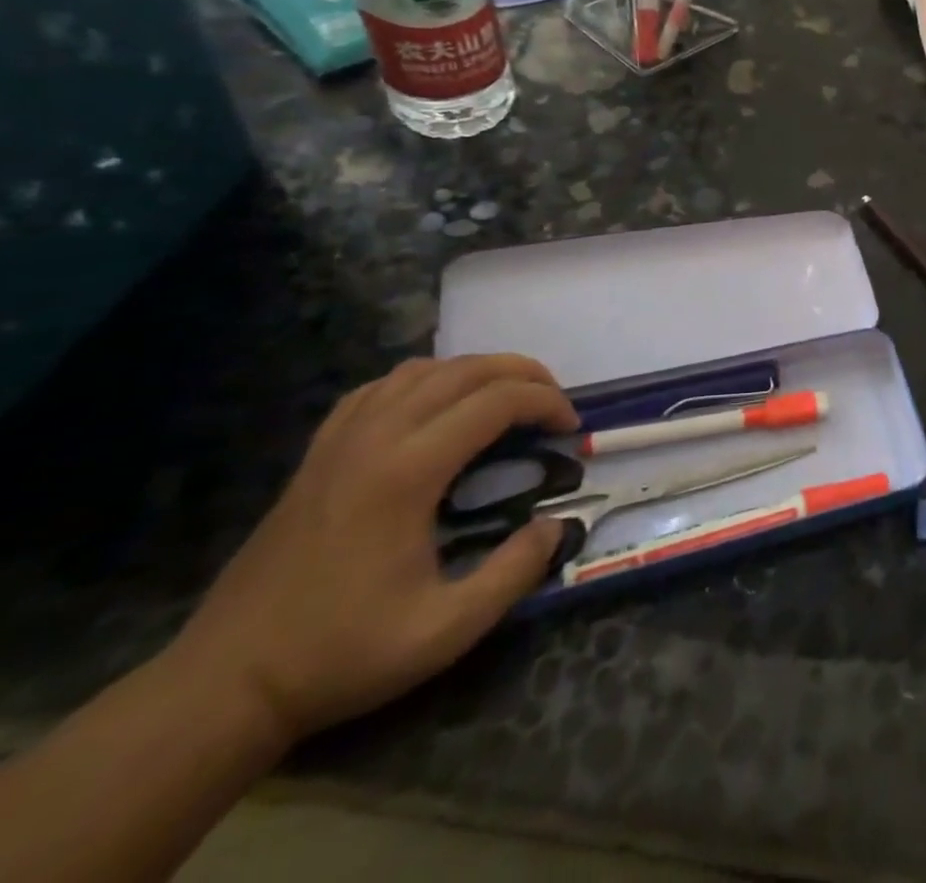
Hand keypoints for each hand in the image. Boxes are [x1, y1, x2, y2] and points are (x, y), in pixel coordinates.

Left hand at [172, 355, 578, 743]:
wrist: (223, 687)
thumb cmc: (340, 655)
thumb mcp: (446, 629)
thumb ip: (514, 572)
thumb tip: (556, 525)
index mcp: (406, 472)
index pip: (495, 401)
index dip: (546, 403)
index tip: (571, 429)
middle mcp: (374, 440)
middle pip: (464, 370)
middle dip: (522, 374)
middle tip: (553, 403)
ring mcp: (338, 443)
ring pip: (420, 370)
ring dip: (475, 372)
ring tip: (505, 399)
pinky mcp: (317, 456)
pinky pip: (378, 389)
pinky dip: (423, 381)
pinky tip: (436, 407)